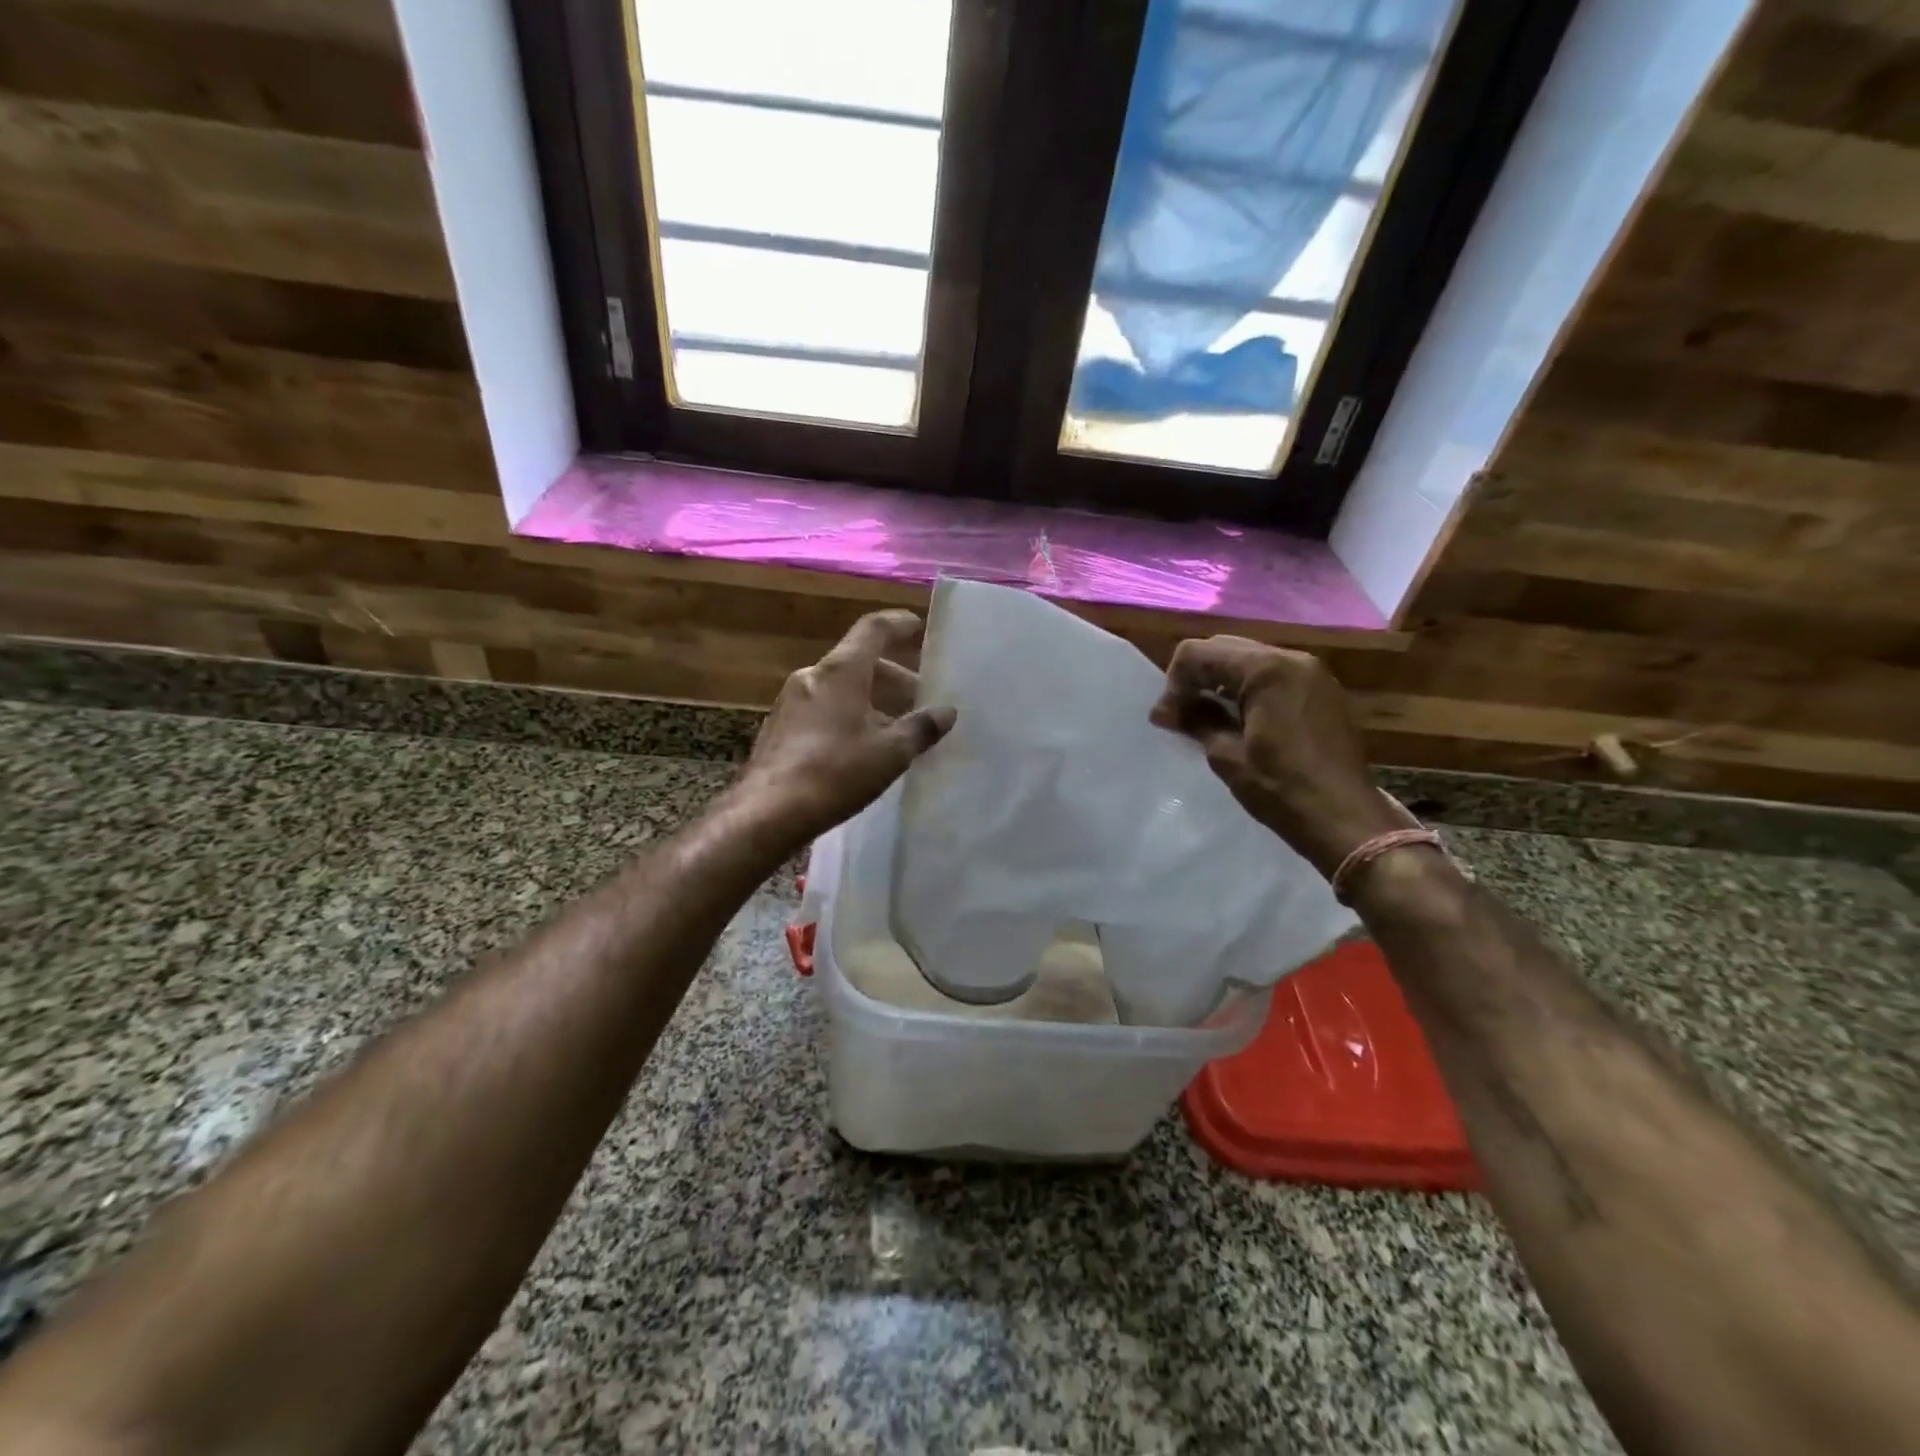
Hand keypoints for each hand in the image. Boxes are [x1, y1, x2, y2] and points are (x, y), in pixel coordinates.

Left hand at [736, 610, 956, 841]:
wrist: (768, 812)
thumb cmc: (836, 772)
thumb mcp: (890, 753)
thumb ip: (921, 728)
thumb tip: (946, 712)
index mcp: (841, 671)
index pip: (873, 629)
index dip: (898, 624)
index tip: (918, 627)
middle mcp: (812, 677)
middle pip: (858, 662)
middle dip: (893, 677)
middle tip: (919, 699)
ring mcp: (790, 702)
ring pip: (840, 689)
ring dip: (870, 700)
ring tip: (896, 728)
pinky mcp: (779, 728)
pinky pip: (822, 709)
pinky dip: (848, 716)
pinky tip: (862, 747)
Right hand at [1150, 636, 1407, 877]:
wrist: (1346, 819)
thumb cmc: (1281, 788)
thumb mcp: (1227, 755)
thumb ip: (1196, 720)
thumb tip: (1165, 710)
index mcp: (1265, 669)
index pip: (1199, 652)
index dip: (1174, 682)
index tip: (1168, 718)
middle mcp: (1291, 658)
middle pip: (1225, 648)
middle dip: (1197, 677)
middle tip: (1182, 715)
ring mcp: (1312, 672)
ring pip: (1249, 660)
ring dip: (1222, 682)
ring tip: (1209, 719)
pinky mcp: (1322, 690)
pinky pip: (1273, 675)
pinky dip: (1249, 689)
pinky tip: (1241, 721)